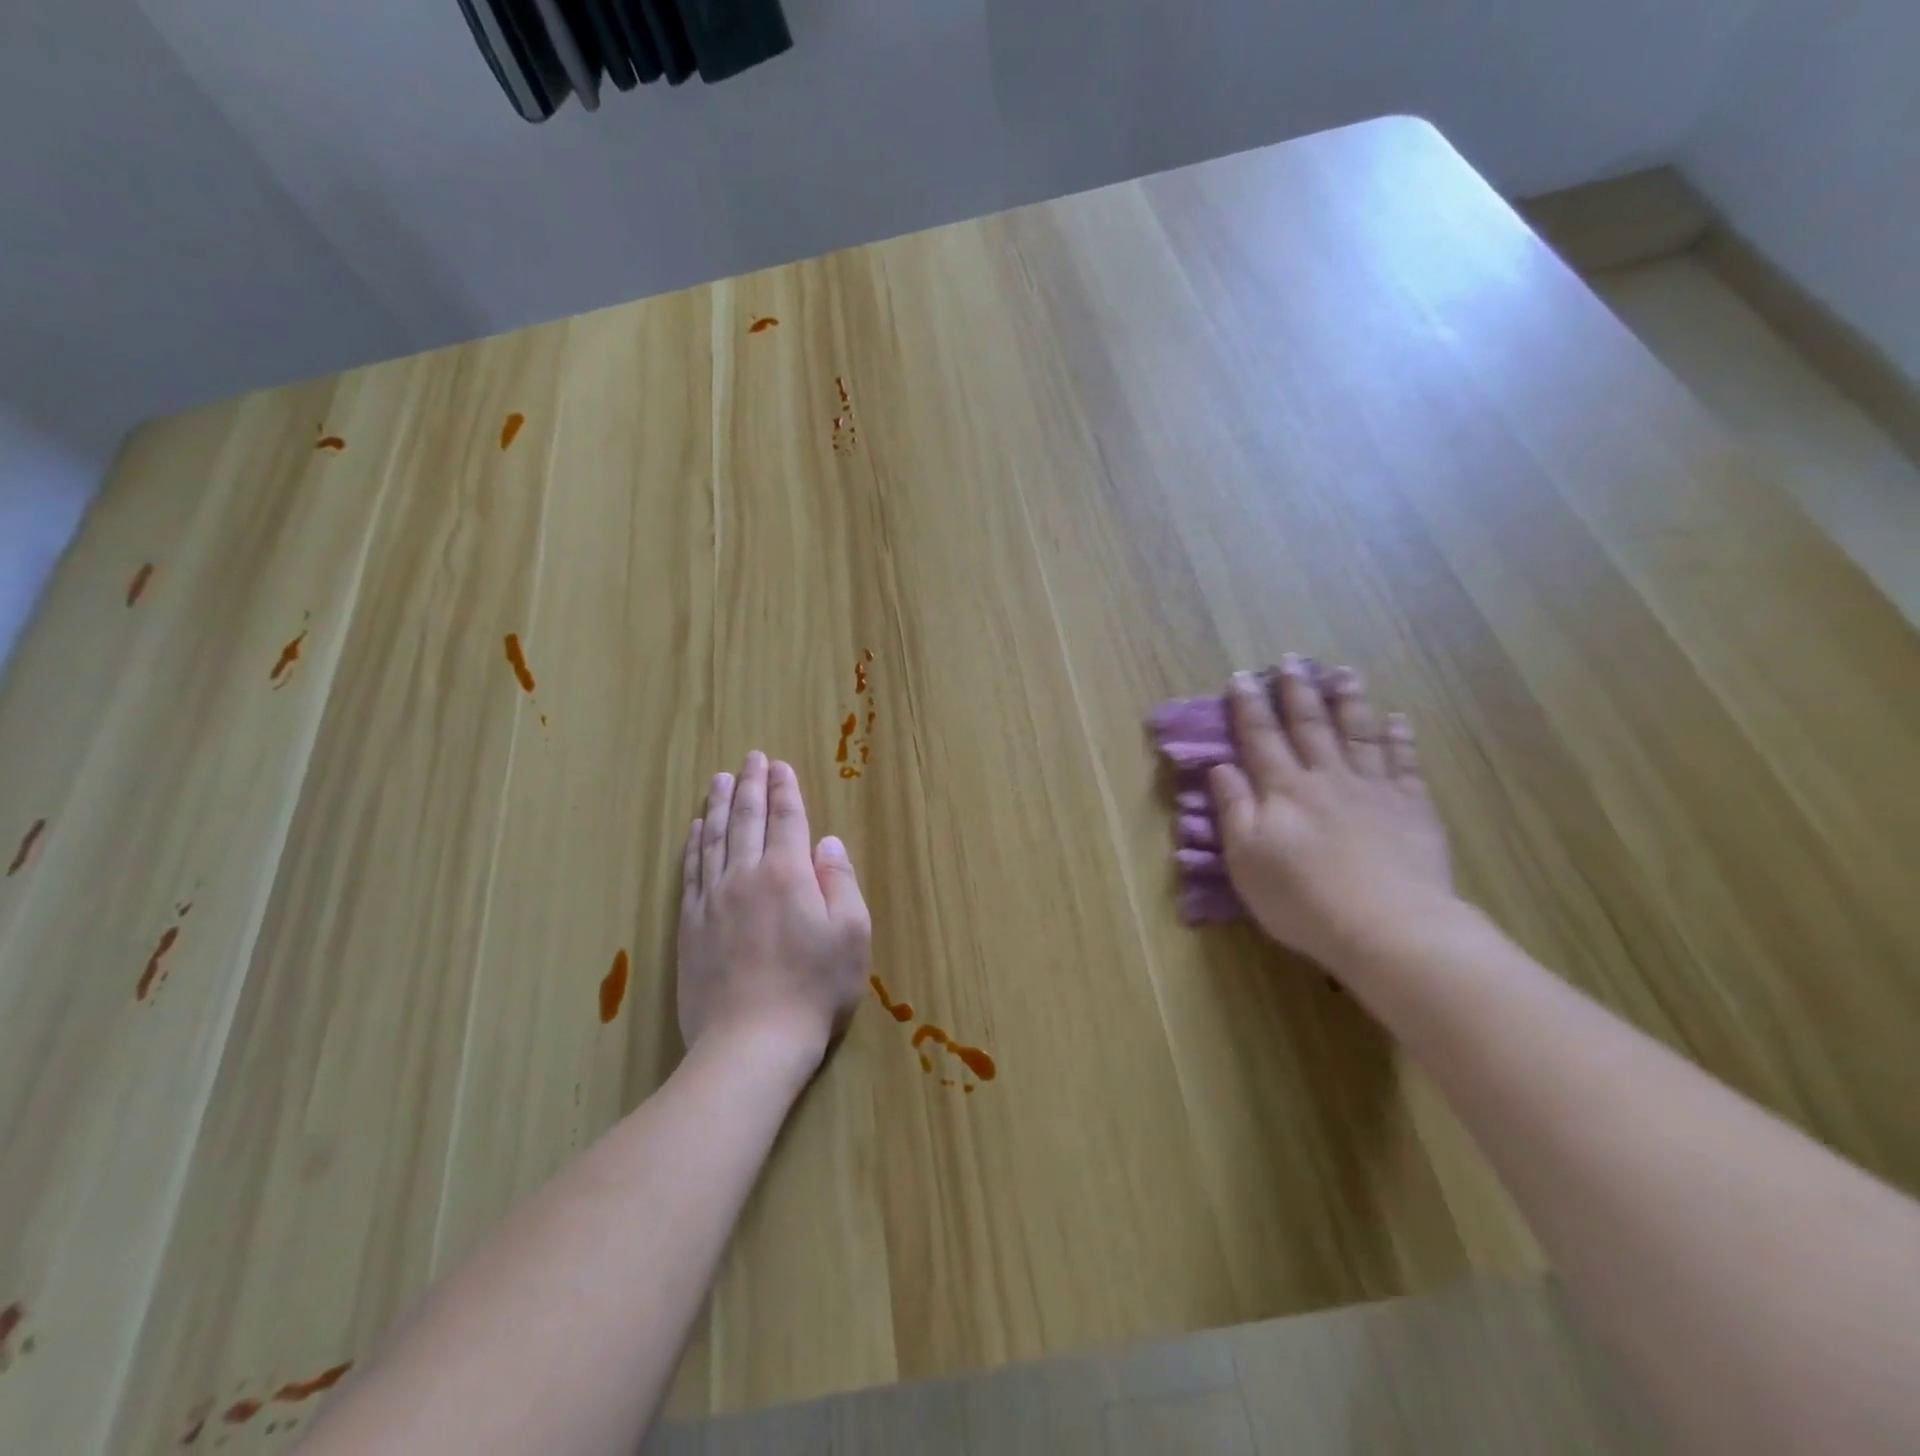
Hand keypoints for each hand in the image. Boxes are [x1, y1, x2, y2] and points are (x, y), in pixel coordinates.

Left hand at [677, 752, 871, 1064]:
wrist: (750, 1043)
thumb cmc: (814, 989)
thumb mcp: (852, 934)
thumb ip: (841, 882)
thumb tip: (827, 843)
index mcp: (787, 874)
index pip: (786, 818)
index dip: (785, 789)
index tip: (780, 765)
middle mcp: (746, 875)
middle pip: (747, 819)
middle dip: (752, 784)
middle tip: (751, 758)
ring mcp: (713, 899)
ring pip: (715, 838)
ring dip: (720, 804)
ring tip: (722, 778)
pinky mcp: (691, 925)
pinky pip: (692, 870)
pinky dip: (695, 842)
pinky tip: (698, 827)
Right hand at [1208, 658, 1456, 976]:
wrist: (1386, 927)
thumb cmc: (1302, 899)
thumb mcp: (1246, 859)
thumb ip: (1234, 808)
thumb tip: (1220, 767)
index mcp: (1283, 789)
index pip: (1260, 737)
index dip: (1249, 706)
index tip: (1242, 676)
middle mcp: (1327, 777)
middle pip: (1310, 725)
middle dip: (1297, 691)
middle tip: (1292, 660)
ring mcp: (1374, 789)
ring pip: (1359, 733)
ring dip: (1349, 701)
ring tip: (1343, 673)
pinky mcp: (1412, 808)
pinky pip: (1404, 763)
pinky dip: (1399, 738)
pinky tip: (1397, 720)